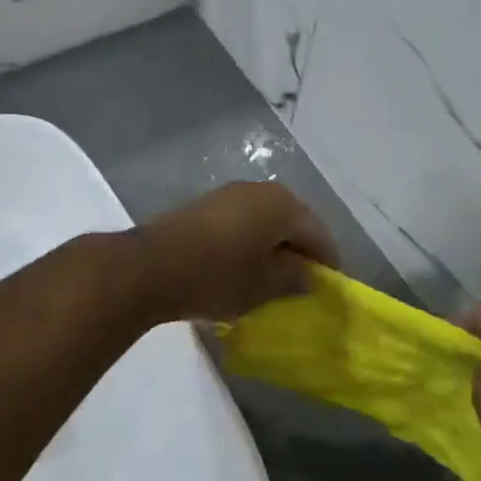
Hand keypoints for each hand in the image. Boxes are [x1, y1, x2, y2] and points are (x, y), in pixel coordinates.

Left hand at [134, 184, 338, 323]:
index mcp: (282, 205)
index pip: (319, 235)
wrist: (150, 267)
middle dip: (300, 252)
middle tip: (302, 284)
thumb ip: (293, 278)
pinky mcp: (205, 206)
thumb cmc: (217, 276)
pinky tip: (243, 267)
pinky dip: (250, 244)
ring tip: (273, 279)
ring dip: (273, 247)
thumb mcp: (263, 286)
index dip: (328, 263)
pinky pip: (242, 224)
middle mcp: (260, 190)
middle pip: (293, 223)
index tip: (329, 289)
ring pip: (265, 222)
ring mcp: (229, 194)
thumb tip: (306, 275)